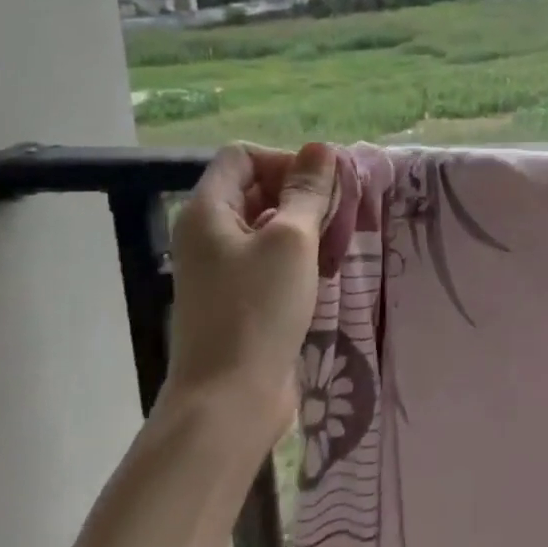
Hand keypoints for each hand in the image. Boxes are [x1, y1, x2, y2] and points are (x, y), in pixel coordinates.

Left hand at [163, 141, 335, 443]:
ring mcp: (221, 267)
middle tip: (340, 215)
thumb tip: (321, 148)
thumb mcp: (291, 240)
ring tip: (338, 244)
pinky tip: (325, 271)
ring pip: (268, 224)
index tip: (321, 188)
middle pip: (256, 188)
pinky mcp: (239, 296)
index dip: (283, 161)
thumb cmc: (258, 309)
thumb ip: (307, 191)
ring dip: (305, 225)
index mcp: (207, 211)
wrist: (231, 398)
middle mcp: (208, 233)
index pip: (242, 156)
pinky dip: (298, 255)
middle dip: (301, 193)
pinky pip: (270, 257)